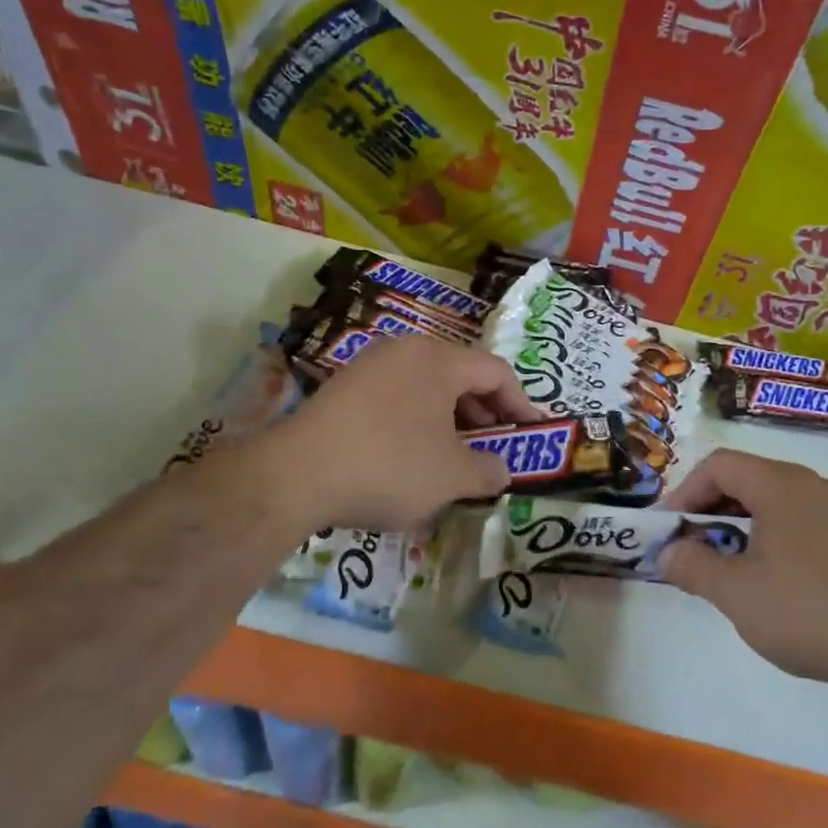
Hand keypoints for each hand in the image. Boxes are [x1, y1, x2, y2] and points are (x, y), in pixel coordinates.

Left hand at [266, 334, 541, 531]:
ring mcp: (369, 366)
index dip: (521, 404)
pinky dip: (417, 422)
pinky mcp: (343, 388)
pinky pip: (397, 398)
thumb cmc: (390, 466)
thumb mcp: (453, 476)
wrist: (296, 476)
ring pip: (427, 388)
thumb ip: (489, 471)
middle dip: (485, 415)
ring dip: (451, 421)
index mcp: (438, 359)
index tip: (532, 435)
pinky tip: (412, 457)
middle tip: (495, 449)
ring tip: (456, 458)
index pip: (496, 372)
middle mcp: (405, 350)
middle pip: (461, 376)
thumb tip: (500, 470)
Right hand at [658, 449, 827, 686]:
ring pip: (770, 499)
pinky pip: (795, 518)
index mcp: (781, 484)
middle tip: (689, 546)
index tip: (668, 529)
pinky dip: (766, 534)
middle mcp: (810, 484)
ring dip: (736, 523)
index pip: (718, 465)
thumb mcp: (735, 592)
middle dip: (708, 508)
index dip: (684, 491)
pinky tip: (764, 576)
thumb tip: (666, 552)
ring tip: (722, 563)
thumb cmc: (807, 611)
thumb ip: (692, 566)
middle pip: (745, 477)